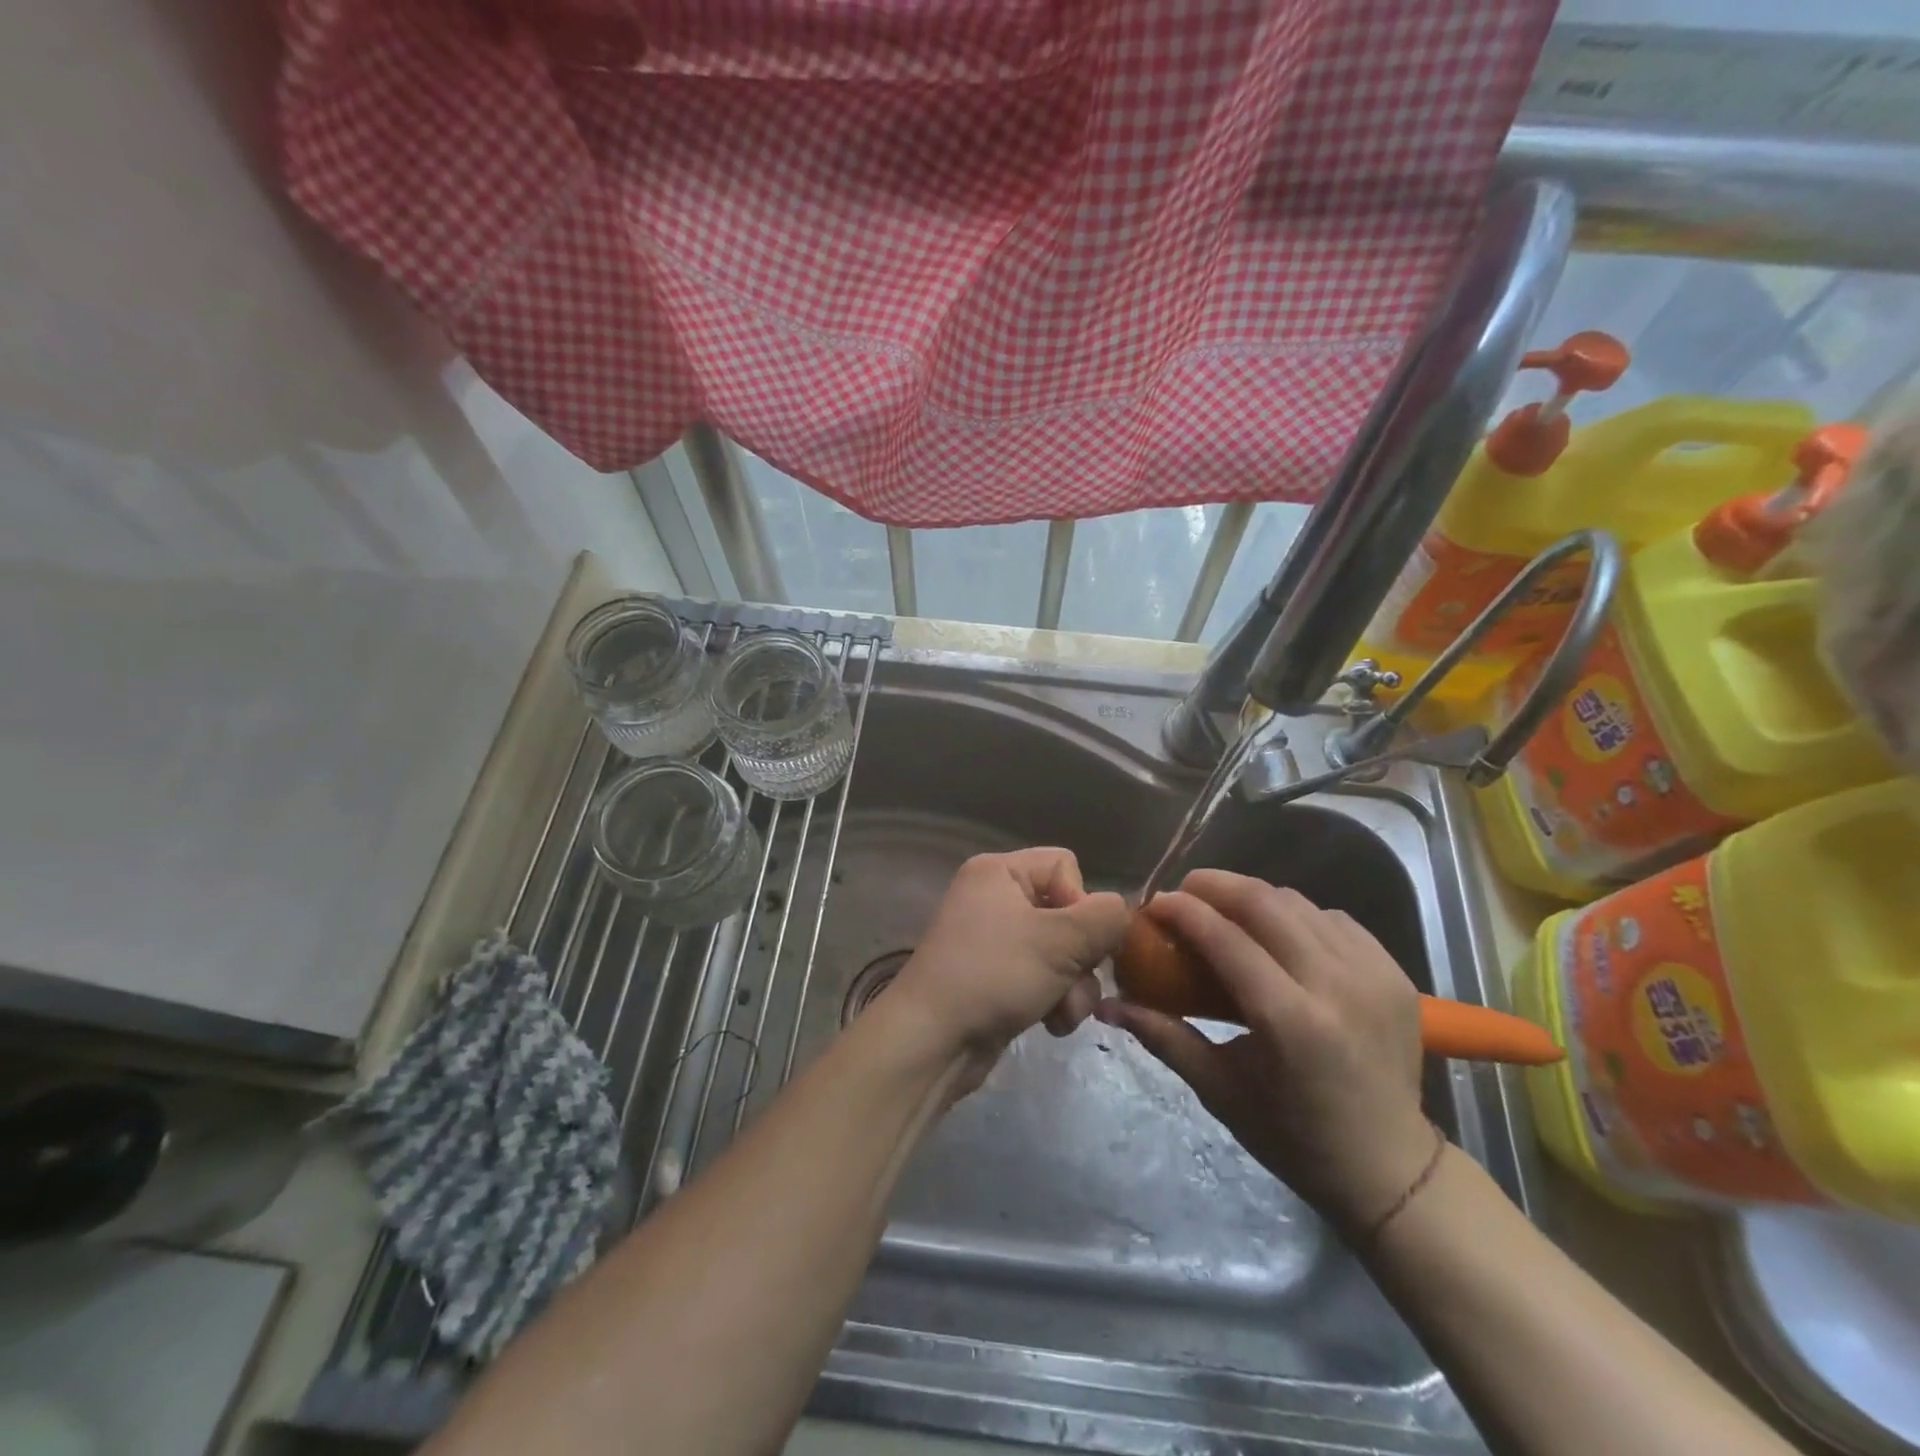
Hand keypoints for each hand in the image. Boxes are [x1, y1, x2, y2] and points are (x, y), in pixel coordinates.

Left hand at [885, 848, 1128, 1094]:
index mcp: (999, 871)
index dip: (1081, 903)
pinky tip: (1049, 1024)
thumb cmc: (992, 976)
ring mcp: (993, 939)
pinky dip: (1053, 999)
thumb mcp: (1058, 942)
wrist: (932, 1041)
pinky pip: (1042, 976)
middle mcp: (994, 897)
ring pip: (1061, 951)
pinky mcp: (995, 976)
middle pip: (1067, 912)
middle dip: (1081, 957)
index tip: (1074, 941)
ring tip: (1062, 1015)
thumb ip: (1104, 919)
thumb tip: (1123, 912)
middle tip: (1074, 986)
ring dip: (1073, 986)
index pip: (1065, 866)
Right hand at [1097, 870, 1435, 1234]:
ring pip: (1300, 903)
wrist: (1390, 1169)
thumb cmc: (1293, 1137)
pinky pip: (1335, 920)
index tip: (1154, 903)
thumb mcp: (1218, 1088)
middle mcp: (1337, 986)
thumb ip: (1162, 1035)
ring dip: (1255, 898)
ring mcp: (1373, 975)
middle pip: (1266, 903)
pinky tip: (1279, 934)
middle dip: (1216, 885)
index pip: (1226, 939)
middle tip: (1185, 892)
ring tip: (1226, 910)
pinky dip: (1299, 916)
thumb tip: (1107, 1005)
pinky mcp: (1395, 974)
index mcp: (1291, 1021)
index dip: (1183, 911)